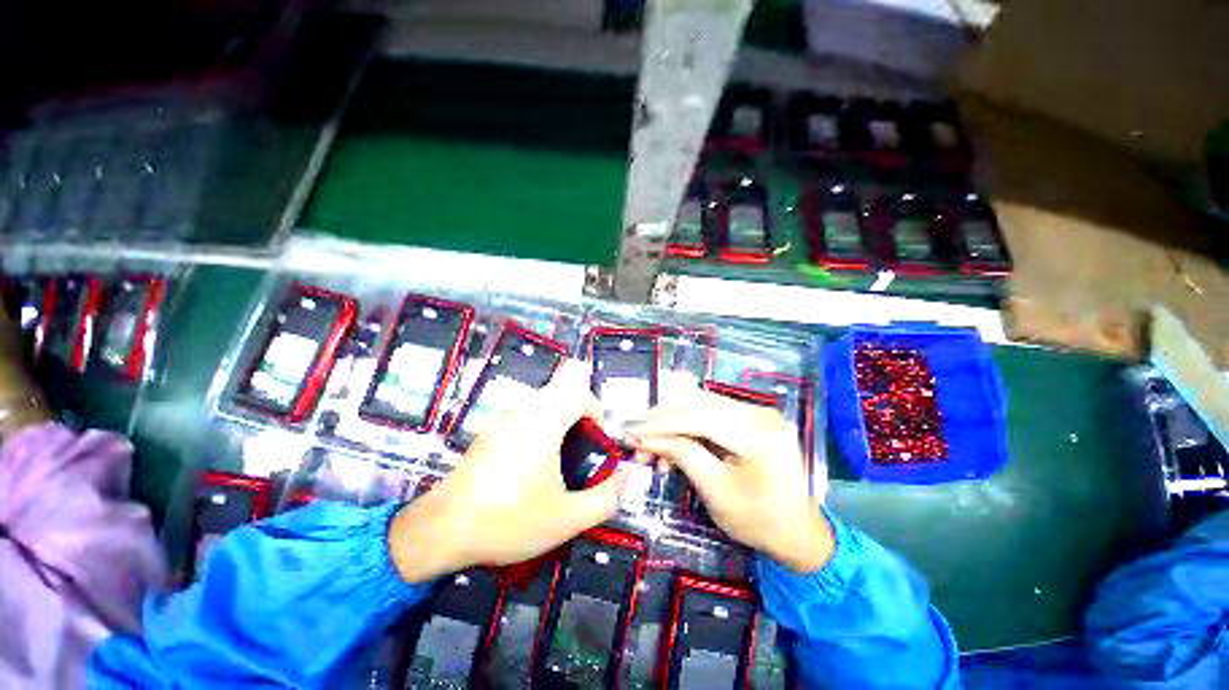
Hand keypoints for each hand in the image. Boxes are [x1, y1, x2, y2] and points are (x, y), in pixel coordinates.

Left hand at [388, 361, 629, 582]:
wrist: (441, 530)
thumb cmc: (507, 521)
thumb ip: (605, 498)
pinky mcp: (489, 429)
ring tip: (556, 458)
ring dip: (559, 419)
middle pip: (561, 389)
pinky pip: (525, 413)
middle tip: (578, 446)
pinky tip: (530, 464)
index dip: (594, 405)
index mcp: (543, 425)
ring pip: (542, 401)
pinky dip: (539, 426)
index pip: (578, 388)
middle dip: (578, 412)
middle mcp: (522, 412)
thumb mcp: (567, 519)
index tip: (595, 435)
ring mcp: (501, 418)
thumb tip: (624, 477)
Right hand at [631, 388, 832, 573]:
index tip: (632, 432)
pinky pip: (712, 411)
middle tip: (637, 434)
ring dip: (673, 419)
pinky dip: (688, 423)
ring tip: (652, 442)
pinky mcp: (752, 416)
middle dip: (663, 418)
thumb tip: (644, 438)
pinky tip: (673, 440)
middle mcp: (760, 413)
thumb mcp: (715, 491)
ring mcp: (758, 411)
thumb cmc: (758, 520)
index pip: (698, 418)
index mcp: (758, 436)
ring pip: (702, 402)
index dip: (661, 424)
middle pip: (699, 402)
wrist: (799, 532)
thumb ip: (681, 455)